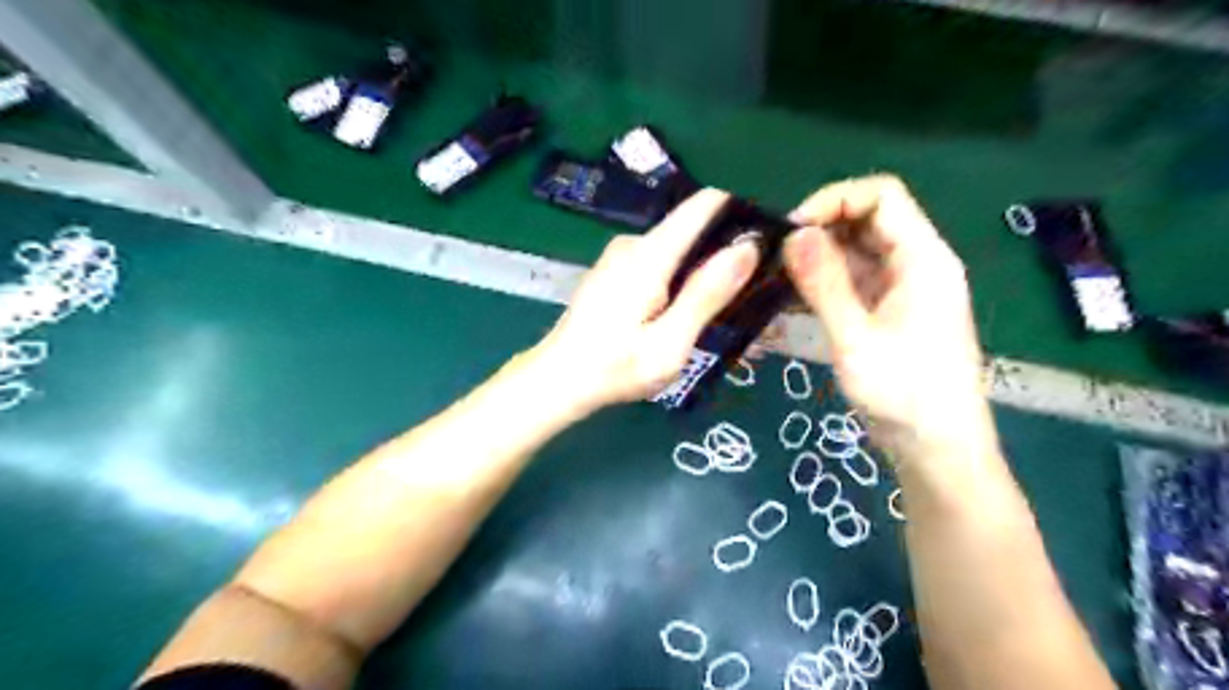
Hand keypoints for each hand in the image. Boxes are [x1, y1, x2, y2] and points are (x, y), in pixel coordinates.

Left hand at [538, 190, 765, 410]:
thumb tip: (747, 247)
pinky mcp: (615, 271)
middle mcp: (634, 244)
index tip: (769, 235)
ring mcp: (620, 256)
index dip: (740, 211)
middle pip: (693, 227)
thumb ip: (706, 295)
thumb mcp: (669, 343)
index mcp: (649, 254)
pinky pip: (660, 262)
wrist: (559, 380)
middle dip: (725, 249)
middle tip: (754, 287)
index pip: (703, 205)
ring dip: (703, 268)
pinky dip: (680, 278)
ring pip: (678, 247)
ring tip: (727, 304)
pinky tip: (688, 309)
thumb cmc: (615, 368)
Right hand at [783, 174, 991, 457]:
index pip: (881, 197)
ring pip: (855, 252)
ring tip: (774, 276)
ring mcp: (901, 289)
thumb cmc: (904, 395)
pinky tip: (789, 298)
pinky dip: (822, 283)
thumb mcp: (856, 338)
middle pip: (866, 221)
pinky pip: (852, 281)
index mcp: (923, 259)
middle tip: (774, 255)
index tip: (791, 229)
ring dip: (816, 258)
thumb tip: (793, 233)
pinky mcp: (887, 311)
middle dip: (819, 229)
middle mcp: (915, 264)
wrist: (936, 449)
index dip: (834, 200)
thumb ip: (824, 284)